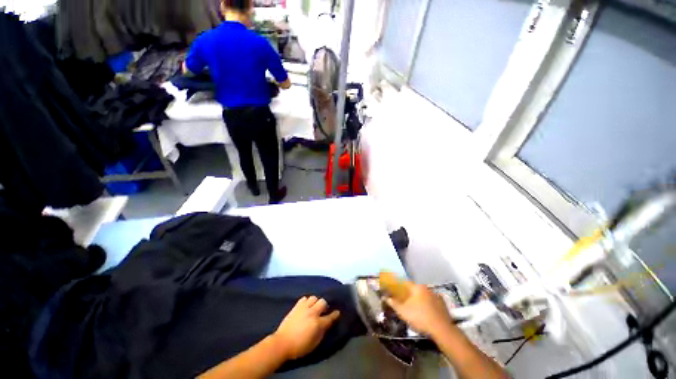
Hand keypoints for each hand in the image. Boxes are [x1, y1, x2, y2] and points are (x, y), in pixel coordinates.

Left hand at [272, 296, 340, 359]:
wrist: (282, 343)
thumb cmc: (299, 347)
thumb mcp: (314, 344)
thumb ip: (322, 333)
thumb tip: (326, 325)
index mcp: (317, 324)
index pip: (330, 317)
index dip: (335, 315)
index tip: (337, 312)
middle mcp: (312, 313)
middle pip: (323, 302)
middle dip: (325, 306)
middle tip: (323, 311)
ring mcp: (304, 308)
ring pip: (314, 297)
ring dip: (315, 302)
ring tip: (314, 307)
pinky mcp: (296, 306)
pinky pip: (304, 298)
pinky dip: (307, 301)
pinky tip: (306, 306)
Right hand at [386, 282, 454, 337]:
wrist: (442, 330)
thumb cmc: (420, 318)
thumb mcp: (403, 312)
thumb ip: (394, 303)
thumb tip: (386, 297)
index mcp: (416, 287)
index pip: (404, 282)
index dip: (397, 285)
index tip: (393, 288)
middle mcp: (426, 288)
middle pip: (414, 288)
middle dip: (407, 292)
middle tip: (402, 298)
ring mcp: (435, 295)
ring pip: (423, 294)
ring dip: (417, 297)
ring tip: (413, 305)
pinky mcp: (442, 304)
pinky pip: (430, 300)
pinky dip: (426, 303)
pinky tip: (424, 310)